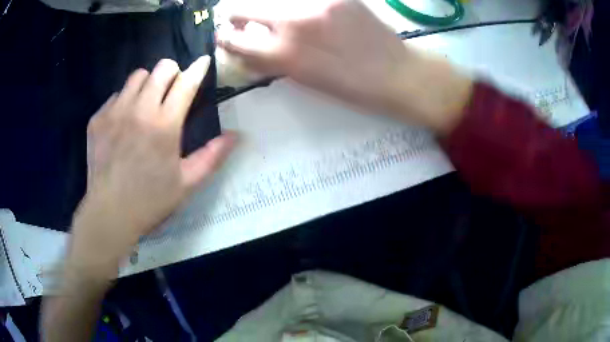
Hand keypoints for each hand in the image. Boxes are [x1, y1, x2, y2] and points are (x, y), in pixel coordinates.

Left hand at [70, 57, 235, 273]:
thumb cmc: (150, 201)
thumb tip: (235, 135)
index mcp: (164, 125)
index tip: (202, 62)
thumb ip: (212, 157)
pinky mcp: (98, 119)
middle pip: (162, 68)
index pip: (186, 82)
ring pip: (137, 76)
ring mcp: (115, 112)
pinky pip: (116, 95)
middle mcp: (139, 110)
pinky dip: (124, 101)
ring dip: (148, 83)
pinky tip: (123, 122)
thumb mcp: (187, 184)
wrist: (109, 214)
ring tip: (146, 102)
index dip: (198, 69)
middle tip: (172, 89)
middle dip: (173, 72)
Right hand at [218, 0, 406, 109]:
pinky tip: (300, 12)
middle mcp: (295, 22)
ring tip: (272, 15)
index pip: (238, 42)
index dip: (226, 39)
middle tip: (237, 18)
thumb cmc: (350, 86)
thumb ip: (272, 63)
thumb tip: (248, 52)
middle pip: (246, 8)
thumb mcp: (304, 80)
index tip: (222, 36)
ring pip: (274, 0)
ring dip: (266, 7)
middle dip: (236, 15)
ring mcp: (317, 3)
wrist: (395, 72)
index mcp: (285, 55)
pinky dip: (294, 5)